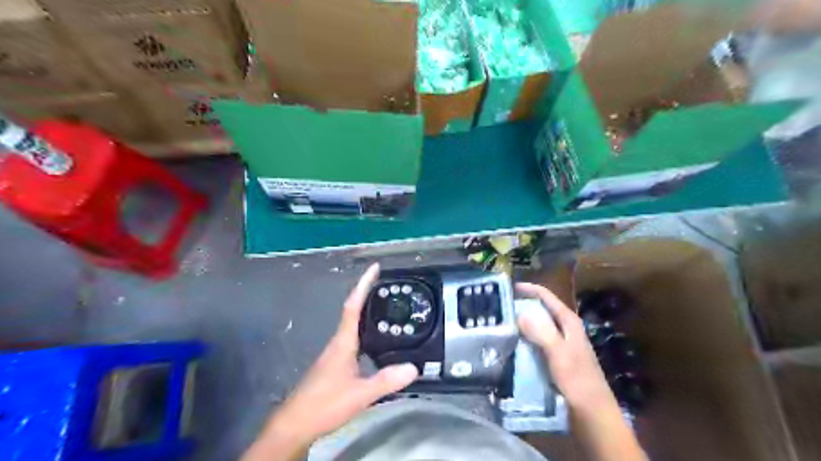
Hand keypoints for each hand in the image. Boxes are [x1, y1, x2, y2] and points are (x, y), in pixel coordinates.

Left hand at [243, 263, 416, 460]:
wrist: (296, 424)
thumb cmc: (324, 404)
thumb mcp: (360, 394)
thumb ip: (386, 380)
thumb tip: (414, 367)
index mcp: (343, 342)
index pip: (353, 307)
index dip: (363, 285)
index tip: (374, 268)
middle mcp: (338, 342)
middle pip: (353, 310)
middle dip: (367, 293)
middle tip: (386, 284)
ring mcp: (335, 353)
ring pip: (352, 324)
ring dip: (366, 310)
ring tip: (385, 305)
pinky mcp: (335, 363)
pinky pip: (353, 337)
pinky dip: (365, 329)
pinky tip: (376, 338)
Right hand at [518, 281, 647, 460]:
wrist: (592, 413)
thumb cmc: (578, 381)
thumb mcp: (559, 354)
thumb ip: (541, 332)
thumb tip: (519, 312)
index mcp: (569, 322)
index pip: (547, 297)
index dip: (529, 289)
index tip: (508, 287)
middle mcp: (565, 329)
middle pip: (541, 310)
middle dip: (522, 306)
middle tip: (499, 307)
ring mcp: (561, 345)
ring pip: (538, 327)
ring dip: (522, 324)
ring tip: (501, 324)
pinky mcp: (556, 359)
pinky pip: (536, 343)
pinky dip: (525, 340)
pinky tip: (512, 345)